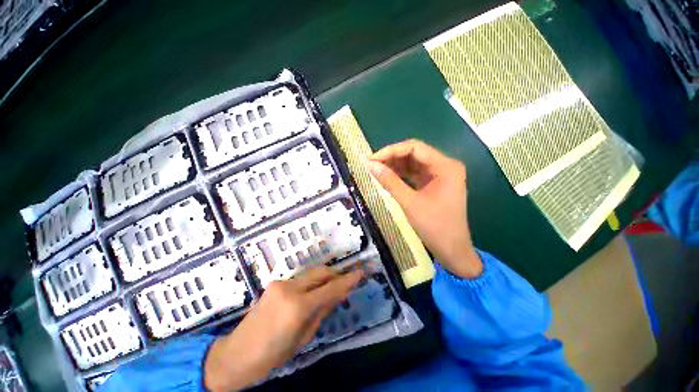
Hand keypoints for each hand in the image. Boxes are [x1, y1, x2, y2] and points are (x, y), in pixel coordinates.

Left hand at [204, 266, 362, 390]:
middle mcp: (288, 288)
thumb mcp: (304, 336)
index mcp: (298, 304)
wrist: (241, 352)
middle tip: (350, 280)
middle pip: (318, 272)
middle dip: (335, 274)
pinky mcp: (270, 287)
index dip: (348, 280)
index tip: (362, 272)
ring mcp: (277, 285)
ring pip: (307, 275)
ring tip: (334, 289)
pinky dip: (309, 284)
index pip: (330, 288)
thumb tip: (337, 296)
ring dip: (322, 279)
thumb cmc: (275, 352)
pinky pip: (296, 281)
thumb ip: (321, 312)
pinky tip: (314, 295)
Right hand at [368, 139, 481, 277]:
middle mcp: (447, 166)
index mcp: (446, 166)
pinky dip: (405, 175)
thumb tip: (369, 164)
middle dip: (393, 158)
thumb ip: (390, 181)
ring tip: (375, 170)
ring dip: (397, 166)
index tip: (371, 159)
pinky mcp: (439, 184)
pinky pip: (419, 174)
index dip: (391, 150)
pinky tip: (388, 177)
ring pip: (416, 163)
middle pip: (416, 153)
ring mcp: (444, 175)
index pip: (415, 147)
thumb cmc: (435, 228)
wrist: (453, 251)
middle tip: (370, 164)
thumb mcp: (410, 203)